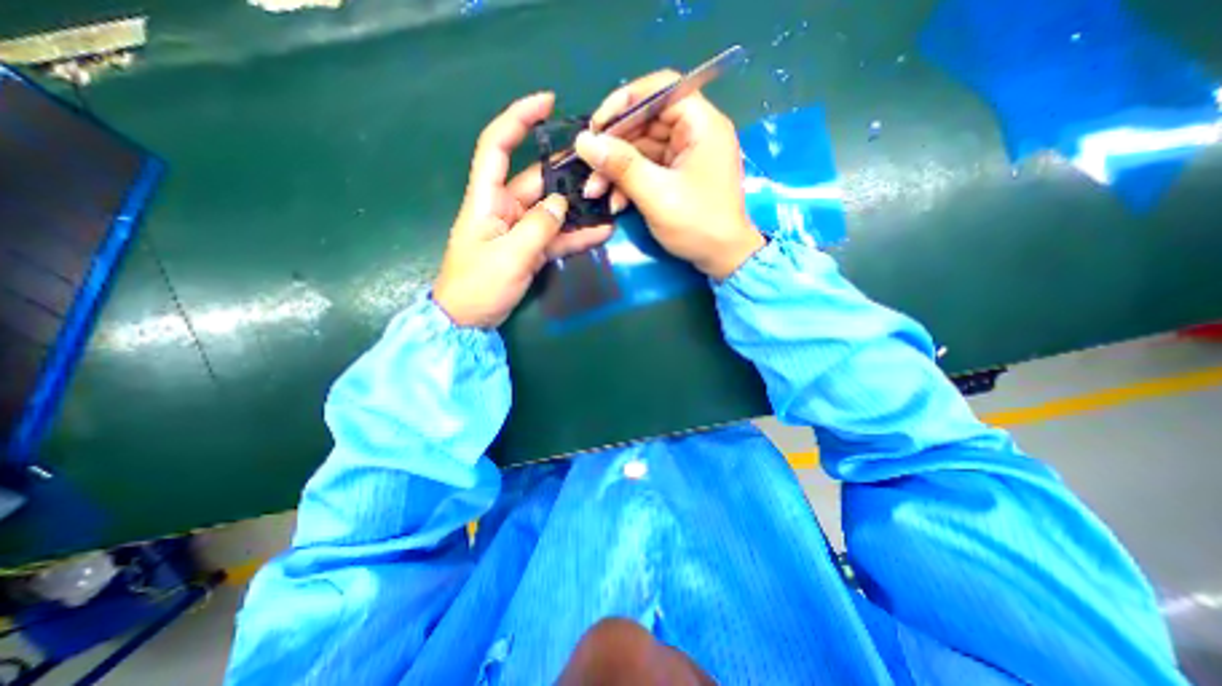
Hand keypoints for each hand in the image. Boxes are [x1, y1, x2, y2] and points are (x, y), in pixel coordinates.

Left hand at [435, 91, 614, 326]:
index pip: (497, 146)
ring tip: (608, 201)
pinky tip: (600, 233)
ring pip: (552, 210)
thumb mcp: (509, 255)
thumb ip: (537, 227)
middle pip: (536, 180)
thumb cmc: (478, 285)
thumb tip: (561, 203)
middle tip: (599, 168)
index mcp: (486, 199)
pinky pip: (557, 237)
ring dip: (578, 207)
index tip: (547, 103)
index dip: (518, 119)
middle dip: (566, 172)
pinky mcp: (531, 249)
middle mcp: (504, 208)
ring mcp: (520, 230)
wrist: (469, 320)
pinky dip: (576, 236)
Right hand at [575, 71, 760, 277]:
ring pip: (642, 149)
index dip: (624, 102)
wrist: (722, 258)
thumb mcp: (656, 195)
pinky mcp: (678, 176)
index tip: (596, 127)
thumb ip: (621, 166)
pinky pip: (648, 169)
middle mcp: (694, 133)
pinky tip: (615, 203)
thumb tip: (583, 141)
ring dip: (616, 170)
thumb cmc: (697, 224)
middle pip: (646, 122)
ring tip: (595, 192)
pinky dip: (629, 183)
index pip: (661, 89)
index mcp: (701, 124)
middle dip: (614, 147)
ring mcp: (686, 156)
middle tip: (588, 168)